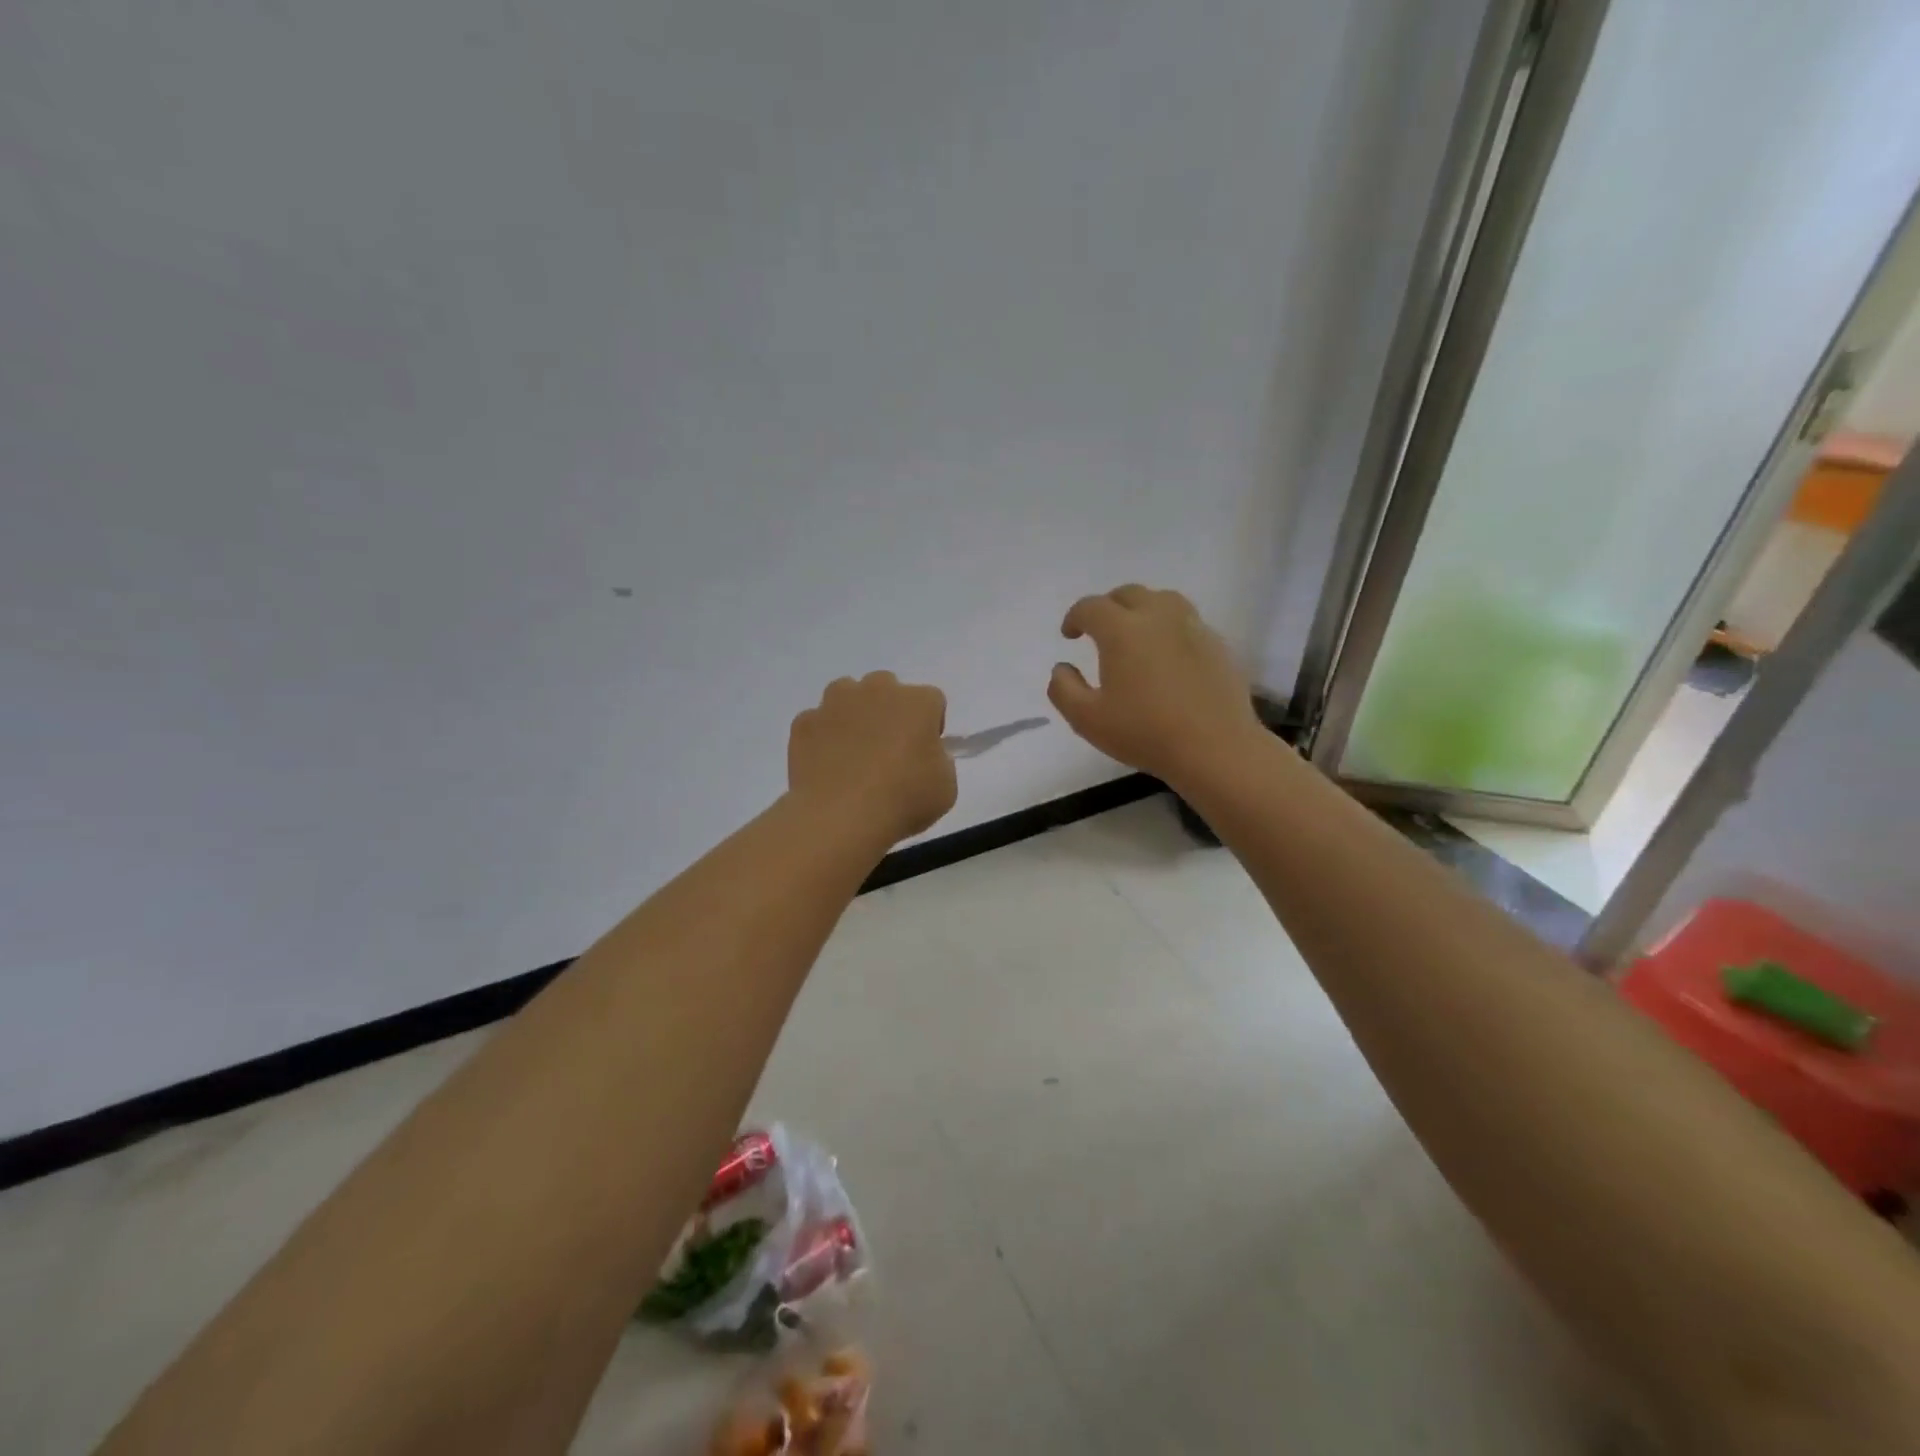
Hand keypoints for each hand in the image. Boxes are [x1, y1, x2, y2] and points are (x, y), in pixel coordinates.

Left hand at [788, 672, 957, 843]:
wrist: (840, 817)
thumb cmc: (903, 800)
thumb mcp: (945, 787)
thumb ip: (939, 761)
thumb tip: (923, 755)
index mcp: (918, 702)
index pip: (932, 701)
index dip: (930, 726)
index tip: (924, 753)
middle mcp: (876, 690)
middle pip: (887, 689)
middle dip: (889, 711)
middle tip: (889, 750)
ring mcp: (835, 703)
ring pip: (847, 696)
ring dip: (853, 715)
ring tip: (853, 753)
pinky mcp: (804, 722)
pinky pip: (817, 722)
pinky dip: (822, 737)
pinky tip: (826, 766)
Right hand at [1048, 585, 1261, 783]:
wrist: (1216, 749)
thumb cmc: (1145, 733)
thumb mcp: (1087, 720)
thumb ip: (1063, 689)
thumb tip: (1061, 668)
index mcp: (1122, 630)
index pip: (1091, 607)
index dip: (1074, 617)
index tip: (1069, 635)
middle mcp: (1158, 617)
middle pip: (1129, 594)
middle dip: (1108, 607)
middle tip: (1099, 630)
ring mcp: (1193, 627)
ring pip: (1163, 600)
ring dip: (1142, 609)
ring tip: (1135, 633)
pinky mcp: (1217, 645)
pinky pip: (1187, 622)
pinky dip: (1169, 628)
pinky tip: (1167, 655)